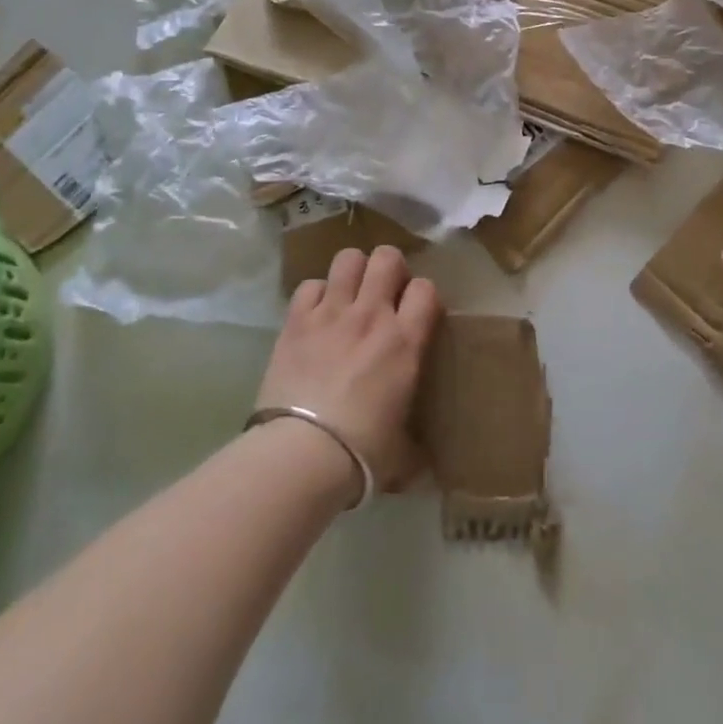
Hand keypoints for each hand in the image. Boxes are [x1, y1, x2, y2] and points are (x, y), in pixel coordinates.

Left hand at [255, 246, 441, 497]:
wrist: (302, 454)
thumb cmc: (362, 453)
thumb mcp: (403, 451)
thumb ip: (416, 445)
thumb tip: (423, 466)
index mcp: (405, 341)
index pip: (426, 288)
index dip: (423, 295)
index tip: (417, 313)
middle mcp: (372, 315)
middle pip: (387, 257)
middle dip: (390, 268)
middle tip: (385, 293)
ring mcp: (332, 312)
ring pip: (348, 258)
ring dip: (354, 271)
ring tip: (351, 293)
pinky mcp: (297, 320)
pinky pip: (310, 284)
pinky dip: (316, 294)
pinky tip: (316, 314)